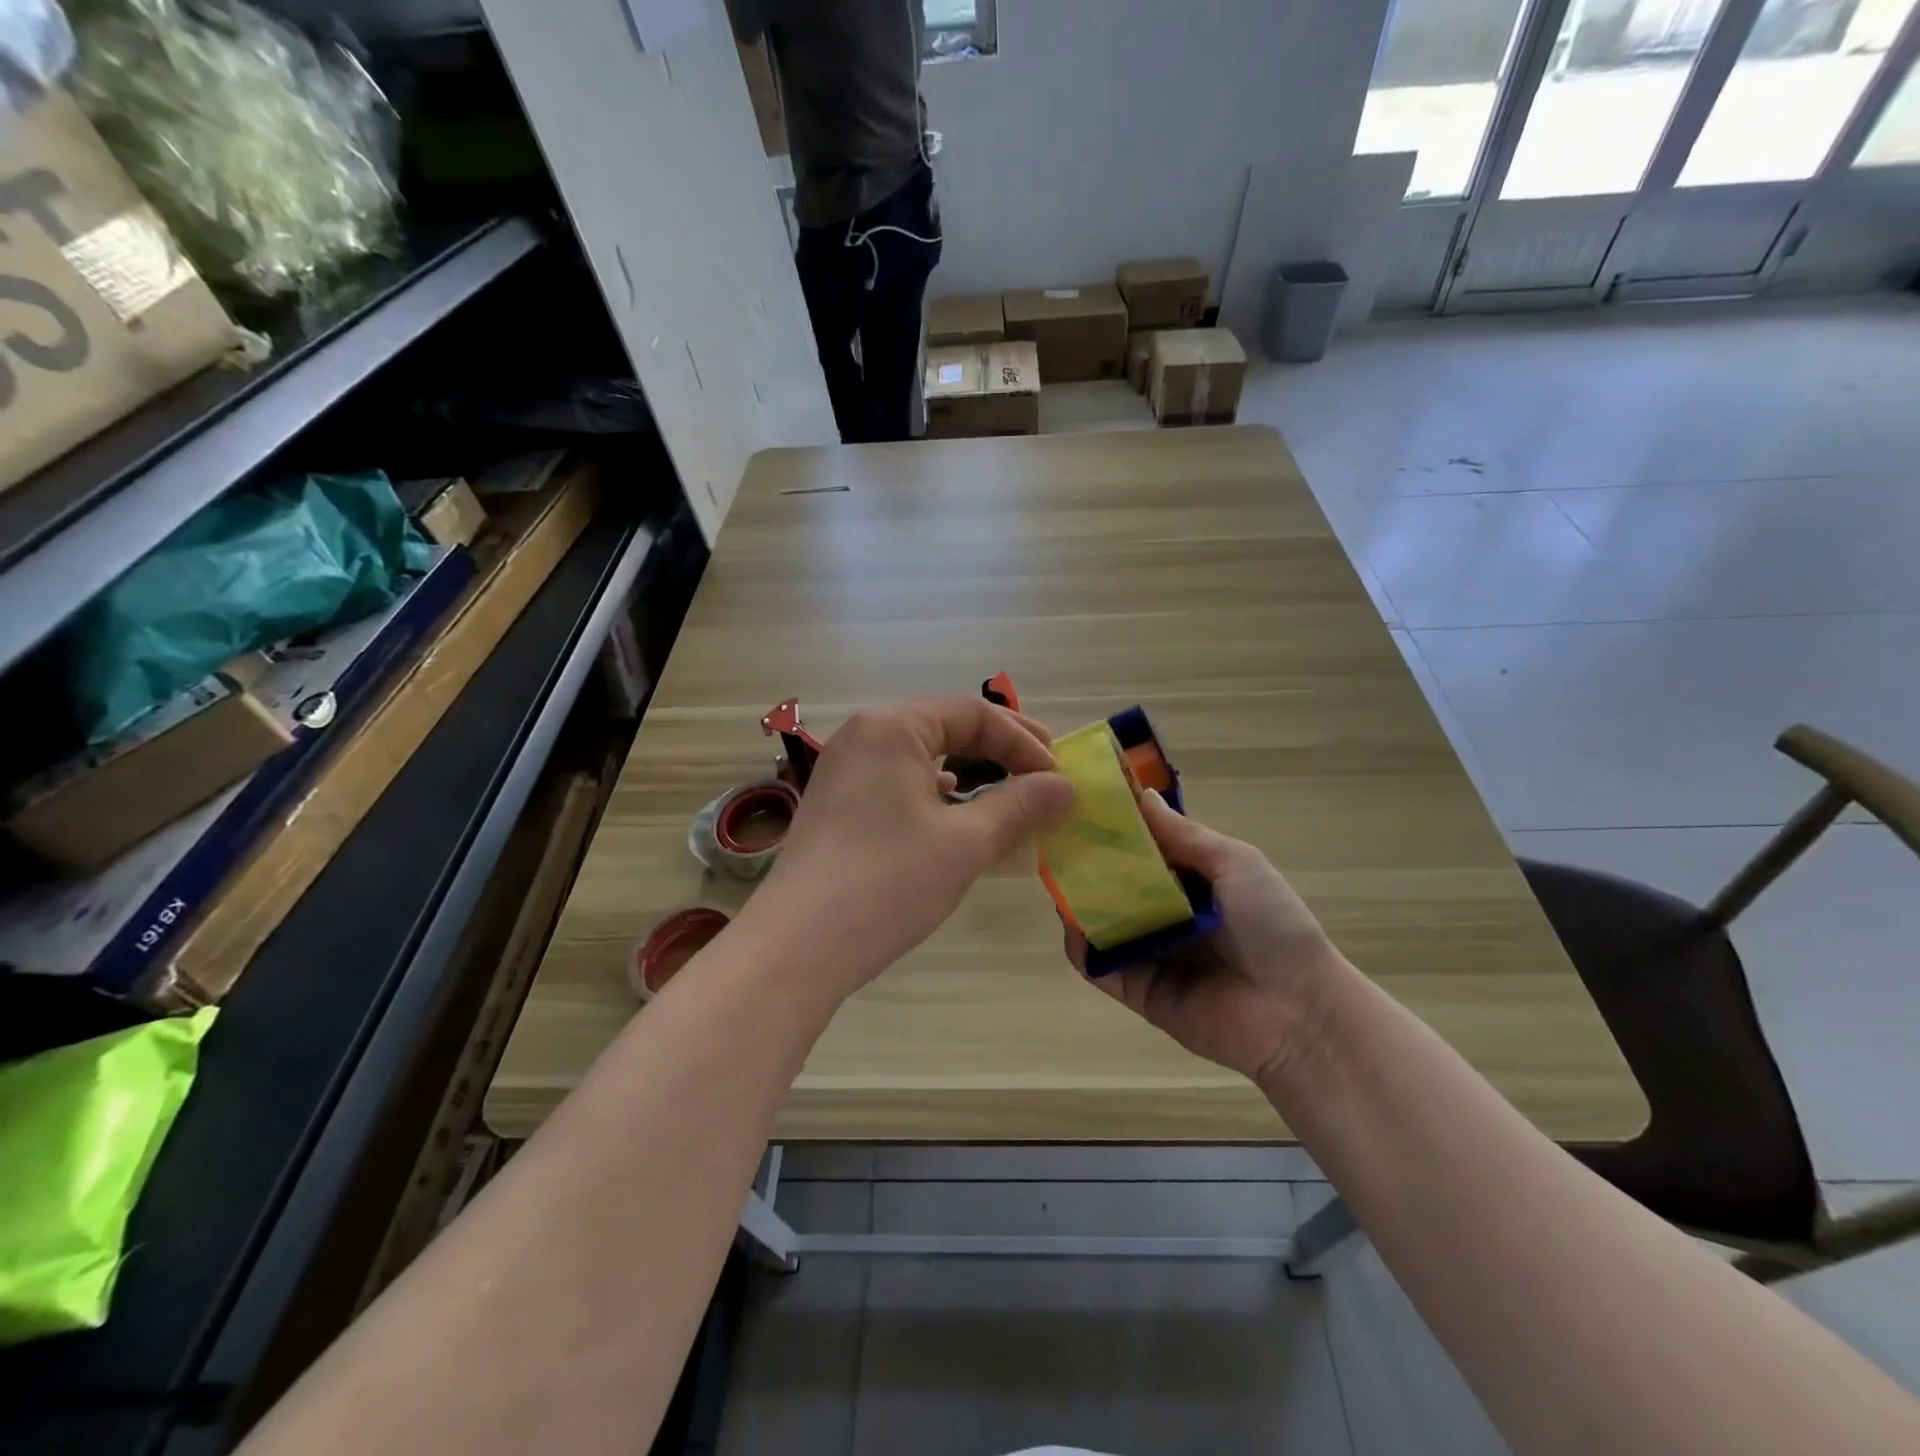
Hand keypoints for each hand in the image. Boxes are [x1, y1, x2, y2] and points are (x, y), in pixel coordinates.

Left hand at [740, 697, 1074, 1003]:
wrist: (798, 946)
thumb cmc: (888, 882)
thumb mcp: (965, 843)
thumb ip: (1020, 807)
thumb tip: (1065, 787)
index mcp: (892, 727)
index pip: (973, 714)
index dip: (1024, 743)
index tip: (1058, 780)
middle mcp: (863, 735)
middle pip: (945, 727)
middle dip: (1000, 749)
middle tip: (1044, 773)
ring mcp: (843, 769)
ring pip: (921, 755)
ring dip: (970, 770)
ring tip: (1007, 793)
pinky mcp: (836, 803)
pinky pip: (898, 781)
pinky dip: (935, 792)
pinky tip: (951, 812)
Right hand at [1065, 792, 1348, 1084]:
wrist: (1298, 1012)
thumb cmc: (1274, 925)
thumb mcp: (1236, 864)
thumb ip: (1184, 835)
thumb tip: (1142, 796)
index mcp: (1192, 883)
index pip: (1144, 851)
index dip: (1117, 830)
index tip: (1084, 804)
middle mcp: (1166, 915)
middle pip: (1116, 885)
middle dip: (1089, 864)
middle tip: (1057, 839)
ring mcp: (1149, 954)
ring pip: (1102, 922)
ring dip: (1079, 901)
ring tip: (1056, 876)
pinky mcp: (1136, 991)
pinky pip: (1099, 966)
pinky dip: (1081, 947)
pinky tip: (1073, 924)